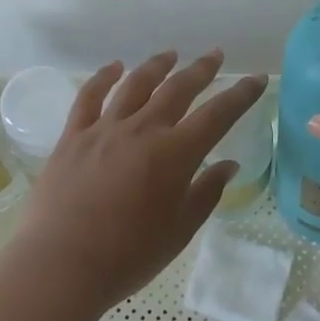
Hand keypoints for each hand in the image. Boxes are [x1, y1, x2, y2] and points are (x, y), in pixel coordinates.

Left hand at [16, 51, 267, 310]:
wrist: (62, 266)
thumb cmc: (129, 255)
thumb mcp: (180, 229)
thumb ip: (206, 192)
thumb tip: (228, 165)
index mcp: (176, 153)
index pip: (218, 114)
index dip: (241, 94)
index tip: (257, 78)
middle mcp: (143, 130)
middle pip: (178, 88)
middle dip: (201, 69)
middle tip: (215, 55)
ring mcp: (105, 129)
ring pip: (135, 84)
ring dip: (157, 66)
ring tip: (170, 54)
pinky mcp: (73, 137)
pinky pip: (89, 97)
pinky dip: (103, 78)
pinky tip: (114, 67)